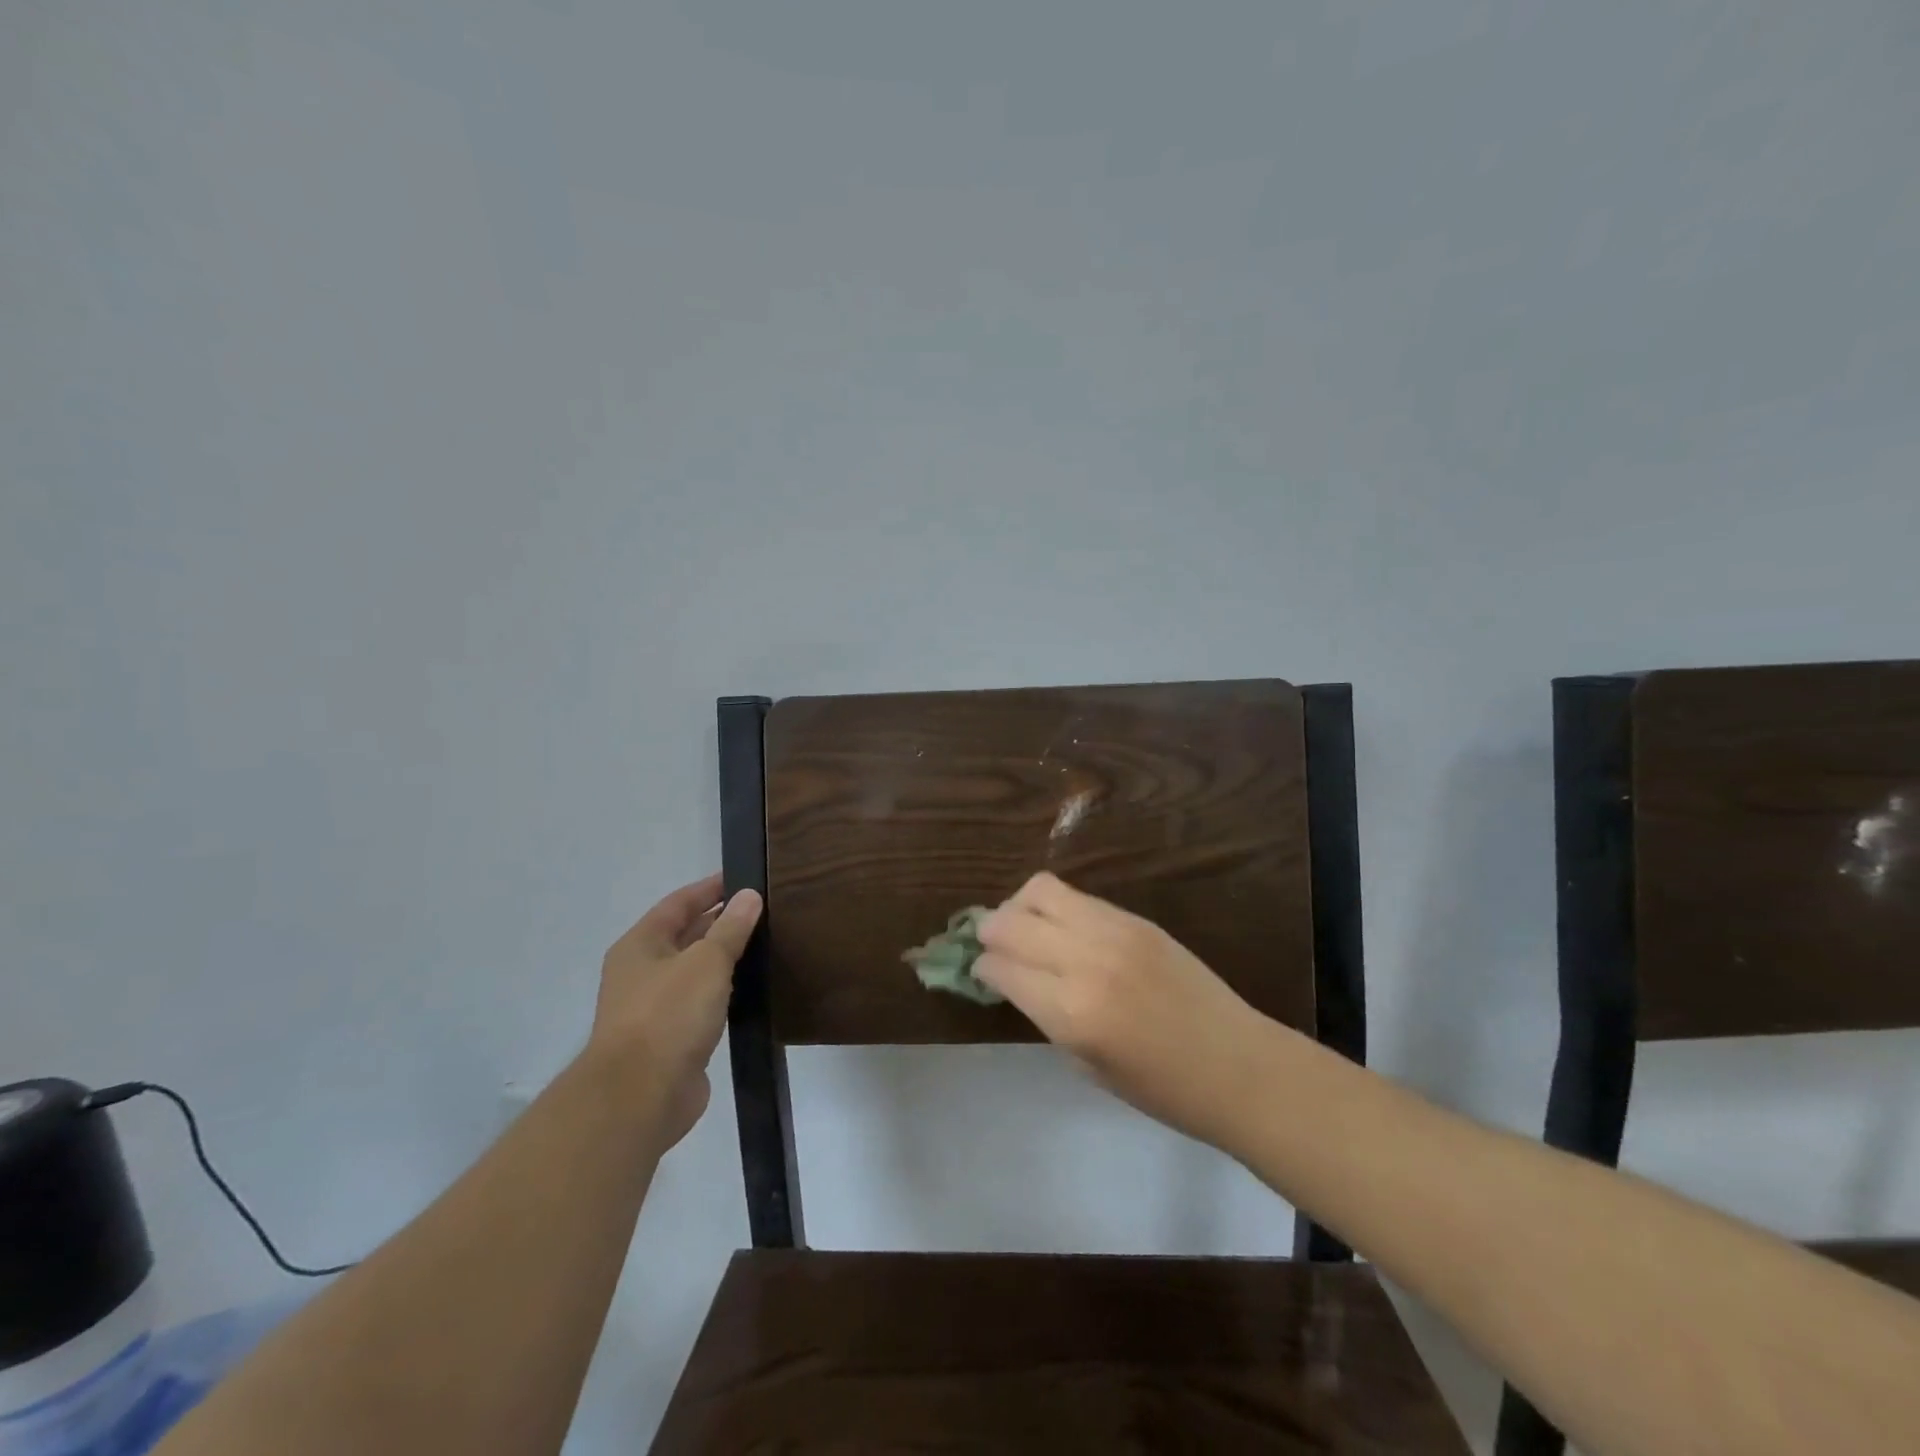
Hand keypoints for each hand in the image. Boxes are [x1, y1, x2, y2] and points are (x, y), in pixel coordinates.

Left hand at [587, 873, 762, 1150]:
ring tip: (765, 944)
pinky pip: (702, 1004)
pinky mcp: (671, 1041)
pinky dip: (724, 992)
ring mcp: (654, 1009)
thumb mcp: (706, 961)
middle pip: (685, 936)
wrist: (640, 1096)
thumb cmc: (668, 1015)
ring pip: (695, 972)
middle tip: (763, 911)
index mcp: (640, 945)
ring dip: (724, 958)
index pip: (678, 903)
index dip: (710, 888)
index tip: (744, 877)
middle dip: (720, 922)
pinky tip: (751, 989)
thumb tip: (750, 896)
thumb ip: (730, 928)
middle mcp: (642, 972)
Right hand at [975, 872, 1283, 1149]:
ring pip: (1040, 890)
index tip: (981, 973)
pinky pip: (1077, 896)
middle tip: (990, 946)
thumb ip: (1045, 1015)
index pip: (1001, 967)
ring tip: (1023, 928)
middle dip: (989, 932)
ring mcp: (1113, 931)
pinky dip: (1056, 907)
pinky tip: (1061, 928)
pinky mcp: (1135, 918)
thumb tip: (1013, 978)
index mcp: (1071, 1012)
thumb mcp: (1086, 1064)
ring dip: (1019, 907)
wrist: (1237, 1066)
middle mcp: (1085, 960)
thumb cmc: (1161, 1089)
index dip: (982, 968)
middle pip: (1010, 921)